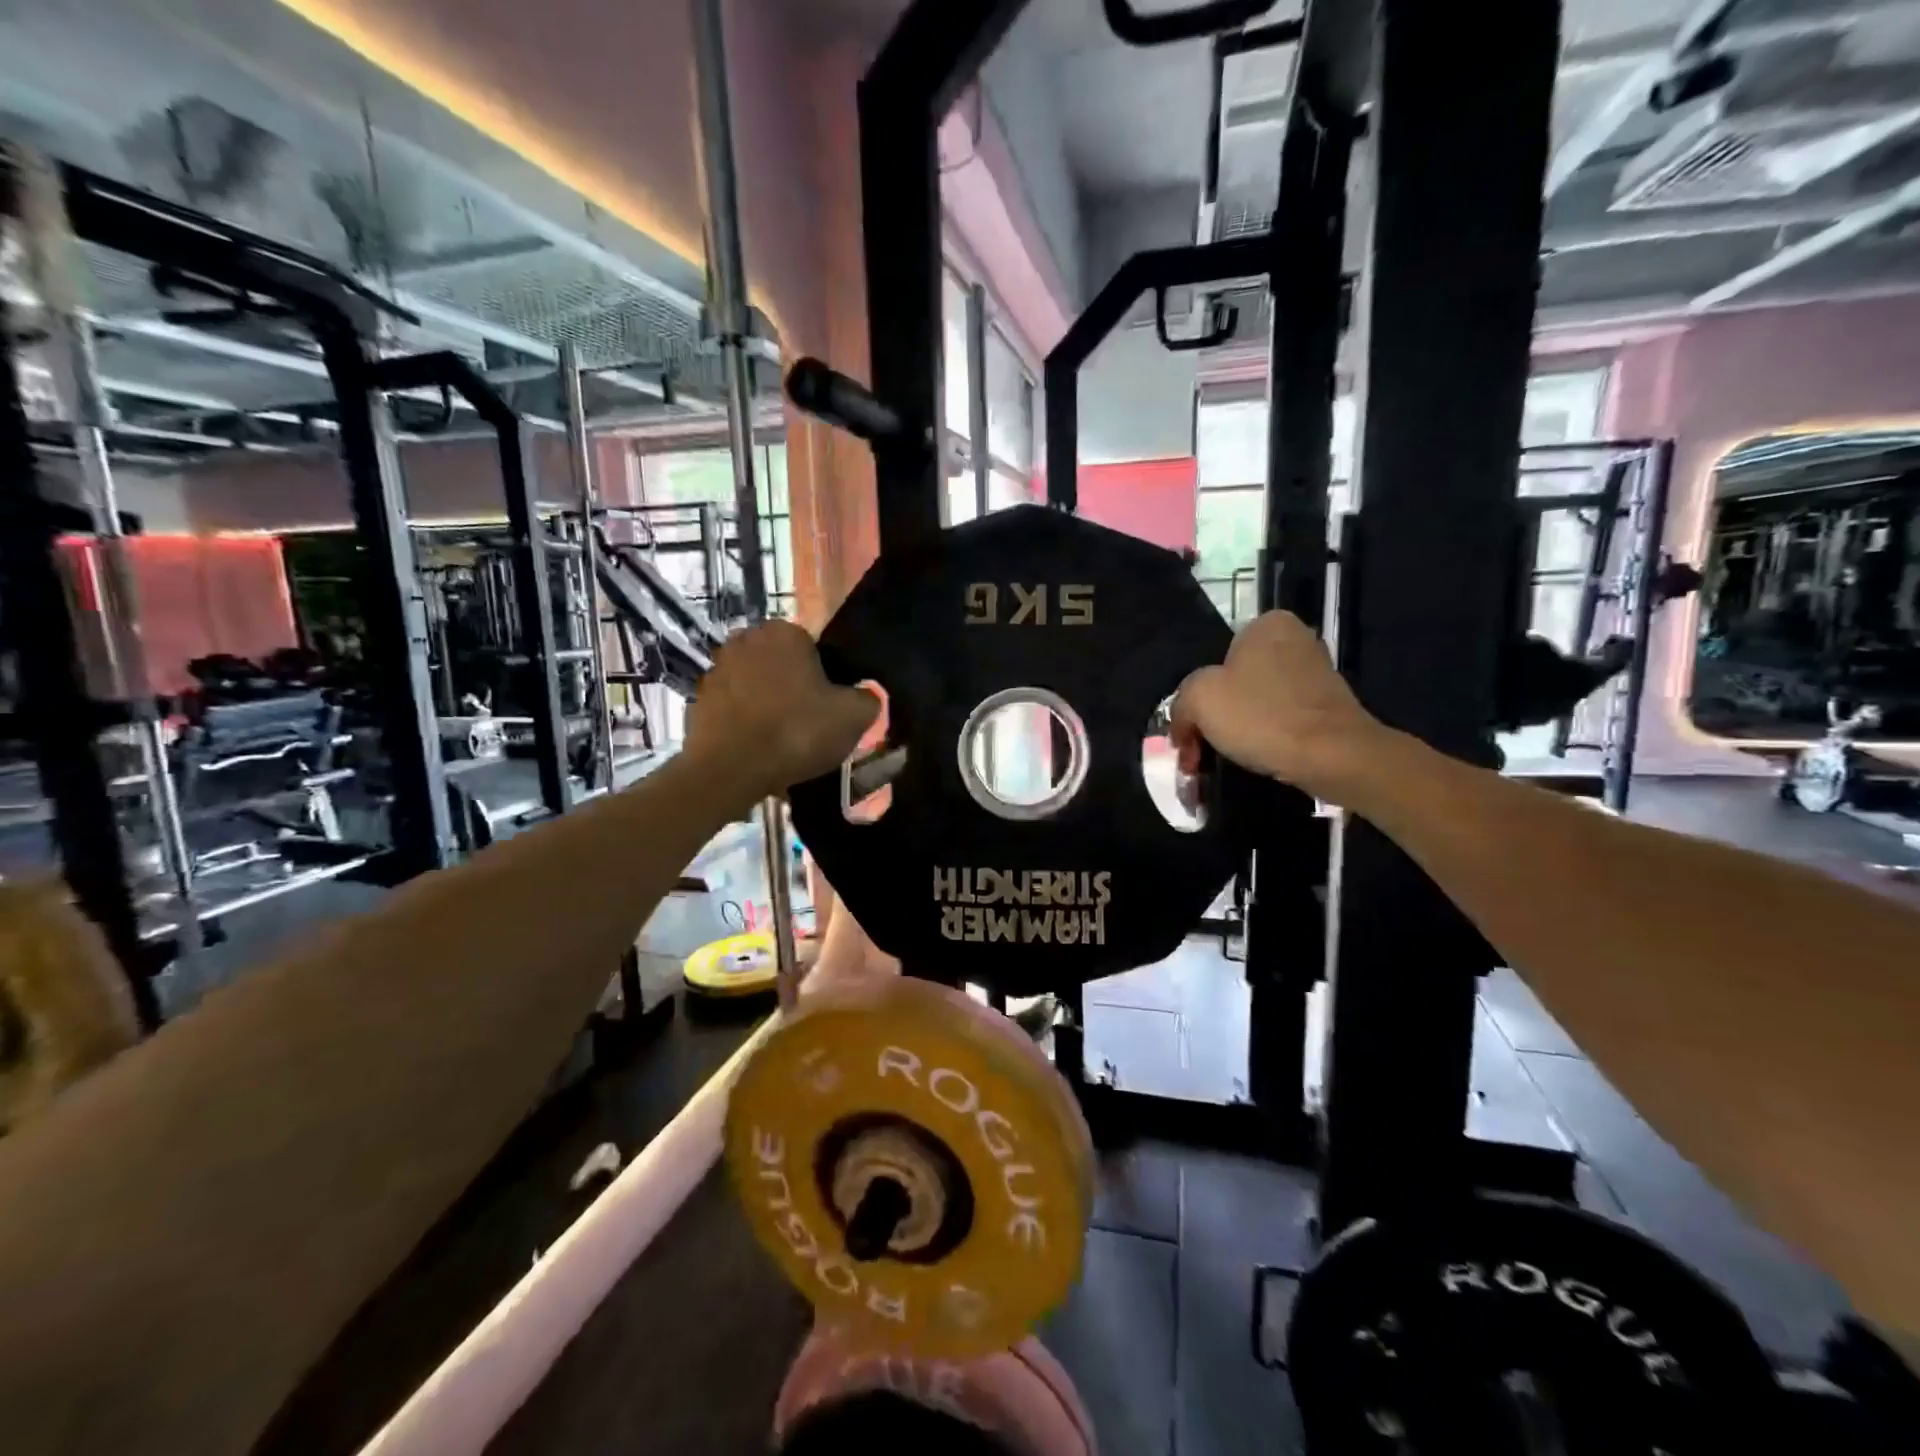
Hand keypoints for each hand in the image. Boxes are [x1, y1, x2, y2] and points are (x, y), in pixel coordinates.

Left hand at [684, 621, 877, 797]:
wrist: (729, 771)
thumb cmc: (796, 733)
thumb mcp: (853, 717)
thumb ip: (868, 698)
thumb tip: (865, 695)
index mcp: (784, 632)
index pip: (815, 649)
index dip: (825, 680)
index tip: (828, 709)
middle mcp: (746, 640)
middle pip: (783, 665)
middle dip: (794, 689)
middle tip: (808, 726)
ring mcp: (717, 668)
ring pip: (757, 685)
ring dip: (768, 705)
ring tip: (781, 743)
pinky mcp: (698, 699)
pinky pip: (734, 708)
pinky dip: (745, 723)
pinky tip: (757, 750)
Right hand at [1171, 611, 1387, 802]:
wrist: (1333, 757)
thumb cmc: (1261, 716)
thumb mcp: (1198, 699)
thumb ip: (1181, 703)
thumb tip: (1184, 724)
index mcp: (1266, 624)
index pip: (1215, 659)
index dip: (1197, 697)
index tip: (1191, 730)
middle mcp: (1296, 639)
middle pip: (1235, 682)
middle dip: (1216, 716)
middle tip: (1200, 749)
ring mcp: (1317, 673)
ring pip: (1257, 703)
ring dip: (1237, 731)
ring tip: (1223, 760)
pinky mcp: (1329, 706)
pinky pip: (1282, 719)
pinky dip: (1266, 738)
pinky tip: (1257, 759)